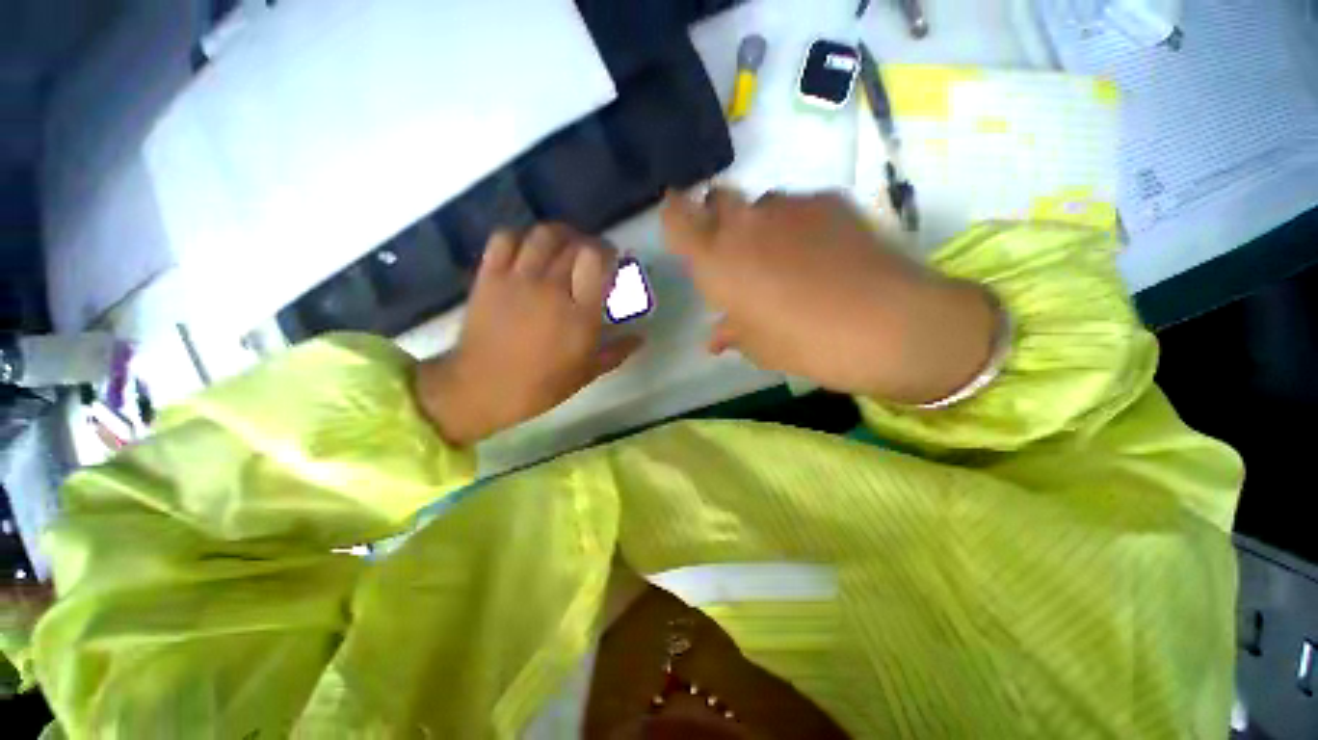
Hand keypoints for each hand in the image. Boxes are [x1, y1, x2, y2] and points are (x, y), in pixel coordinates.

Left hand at [414, 224, 641, 445]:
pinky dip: (521, 237)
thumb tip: (641, 339)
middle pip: (575, 243)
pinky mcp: (490, 276)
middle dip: (590, 244)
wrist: (481, 388)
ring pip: (543, 235)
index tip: (612, 262)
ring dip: (561, 235)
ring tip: (565, 246)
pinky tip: (529, 250)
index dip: (608, 252)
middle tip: (591, 258)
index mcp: (579, 314)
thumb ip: (617, 352)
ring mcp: (517, 279)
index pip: (597, 259)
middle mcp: (551, 288)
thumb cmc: (540, 386)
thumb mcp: (586, 373)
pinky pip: (505, 239)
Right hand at [661, 188, 995, 404]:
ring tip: (786, 258)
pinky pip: (799, 206)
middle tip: (736, 252)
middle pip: (717, 199)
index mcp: (716, 259)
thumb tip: (715, 338)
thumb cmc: (805, 343)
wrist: (888, 324)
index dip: (676, 217)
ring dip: (760, 225)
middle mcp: (744, 222)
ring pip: (760, 204)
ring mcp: (789, 205)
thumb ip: (731, 333)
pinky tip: (821, 253)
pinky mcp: (829, 199)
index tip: (684, 232)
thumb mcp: (759, 347)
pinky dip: (798, 225)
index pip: (676, 216)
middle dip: (717, 219)